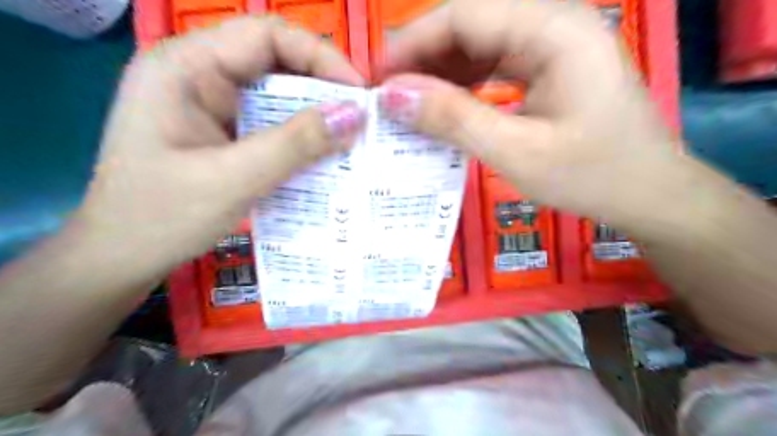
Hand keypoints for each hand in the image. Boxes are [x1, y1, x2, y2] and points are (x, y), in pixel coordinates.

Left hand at [74, 18, 365, 278]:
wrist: (123, 258)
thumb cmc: (161, 217)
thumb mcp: (233, 179)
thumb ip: (295, 144)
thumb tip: (354, 115)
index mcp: (186, 67)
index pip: (266, 37)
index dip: (320, 57)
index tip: (358, 93)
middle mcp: (200, 77)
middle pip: (276, 65)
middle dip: (323, 90)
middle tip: (361, 122)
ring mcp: (214, 108)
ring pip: (278, 99)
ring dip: (315, 119)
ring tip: (350, 141)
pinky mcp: (225, 135)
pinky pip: (273, 127)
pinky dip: (301, 140)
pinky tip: (323, 158)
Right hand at [381, 0, 680, 230]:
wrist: (649, 194)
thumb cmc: (592, 176)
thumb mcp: (517, 153)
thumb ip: (454, 119)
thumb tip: (394, 96)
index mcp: (555, 30)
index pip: (464, 15)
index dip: (412, 42)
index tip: (377, 77)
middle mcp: (555, 23)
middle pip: (471, 25)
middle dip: (424, 59)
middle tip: (390, 96)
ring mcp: (554, 45)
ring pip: (481, 45)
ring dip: (442, 72)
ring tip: (411, 104)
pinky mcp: (551, 68)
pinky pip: (496, 64)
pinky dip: (465, 85)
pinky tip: (446, 106)